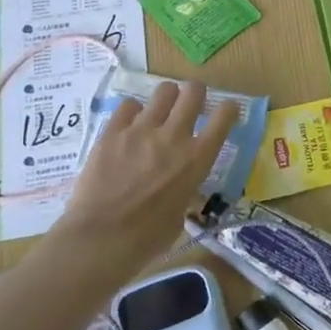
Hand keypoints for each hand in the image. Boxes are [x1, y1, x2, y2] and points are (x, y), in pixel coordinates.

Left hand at [56, 79, 237, 272]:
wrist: (102, 238)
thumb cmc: (149, 237)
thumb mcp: (181, 212)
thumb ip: (186, 188)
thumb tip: (181, 184)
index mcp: (197, 158)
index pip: (224, 117)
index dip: (228, 109)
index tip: (226, 111)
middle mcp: (174, 136)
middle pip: (193, 92)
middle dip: (196, 94)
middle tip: (191, 104)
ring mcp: (141, 130)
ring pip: (163, 91)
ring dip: (167, 98)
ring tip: (160, 111)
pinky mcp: (112, 132)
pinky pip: (128, 106)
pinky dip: (134, 112)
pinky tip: (130, 125)